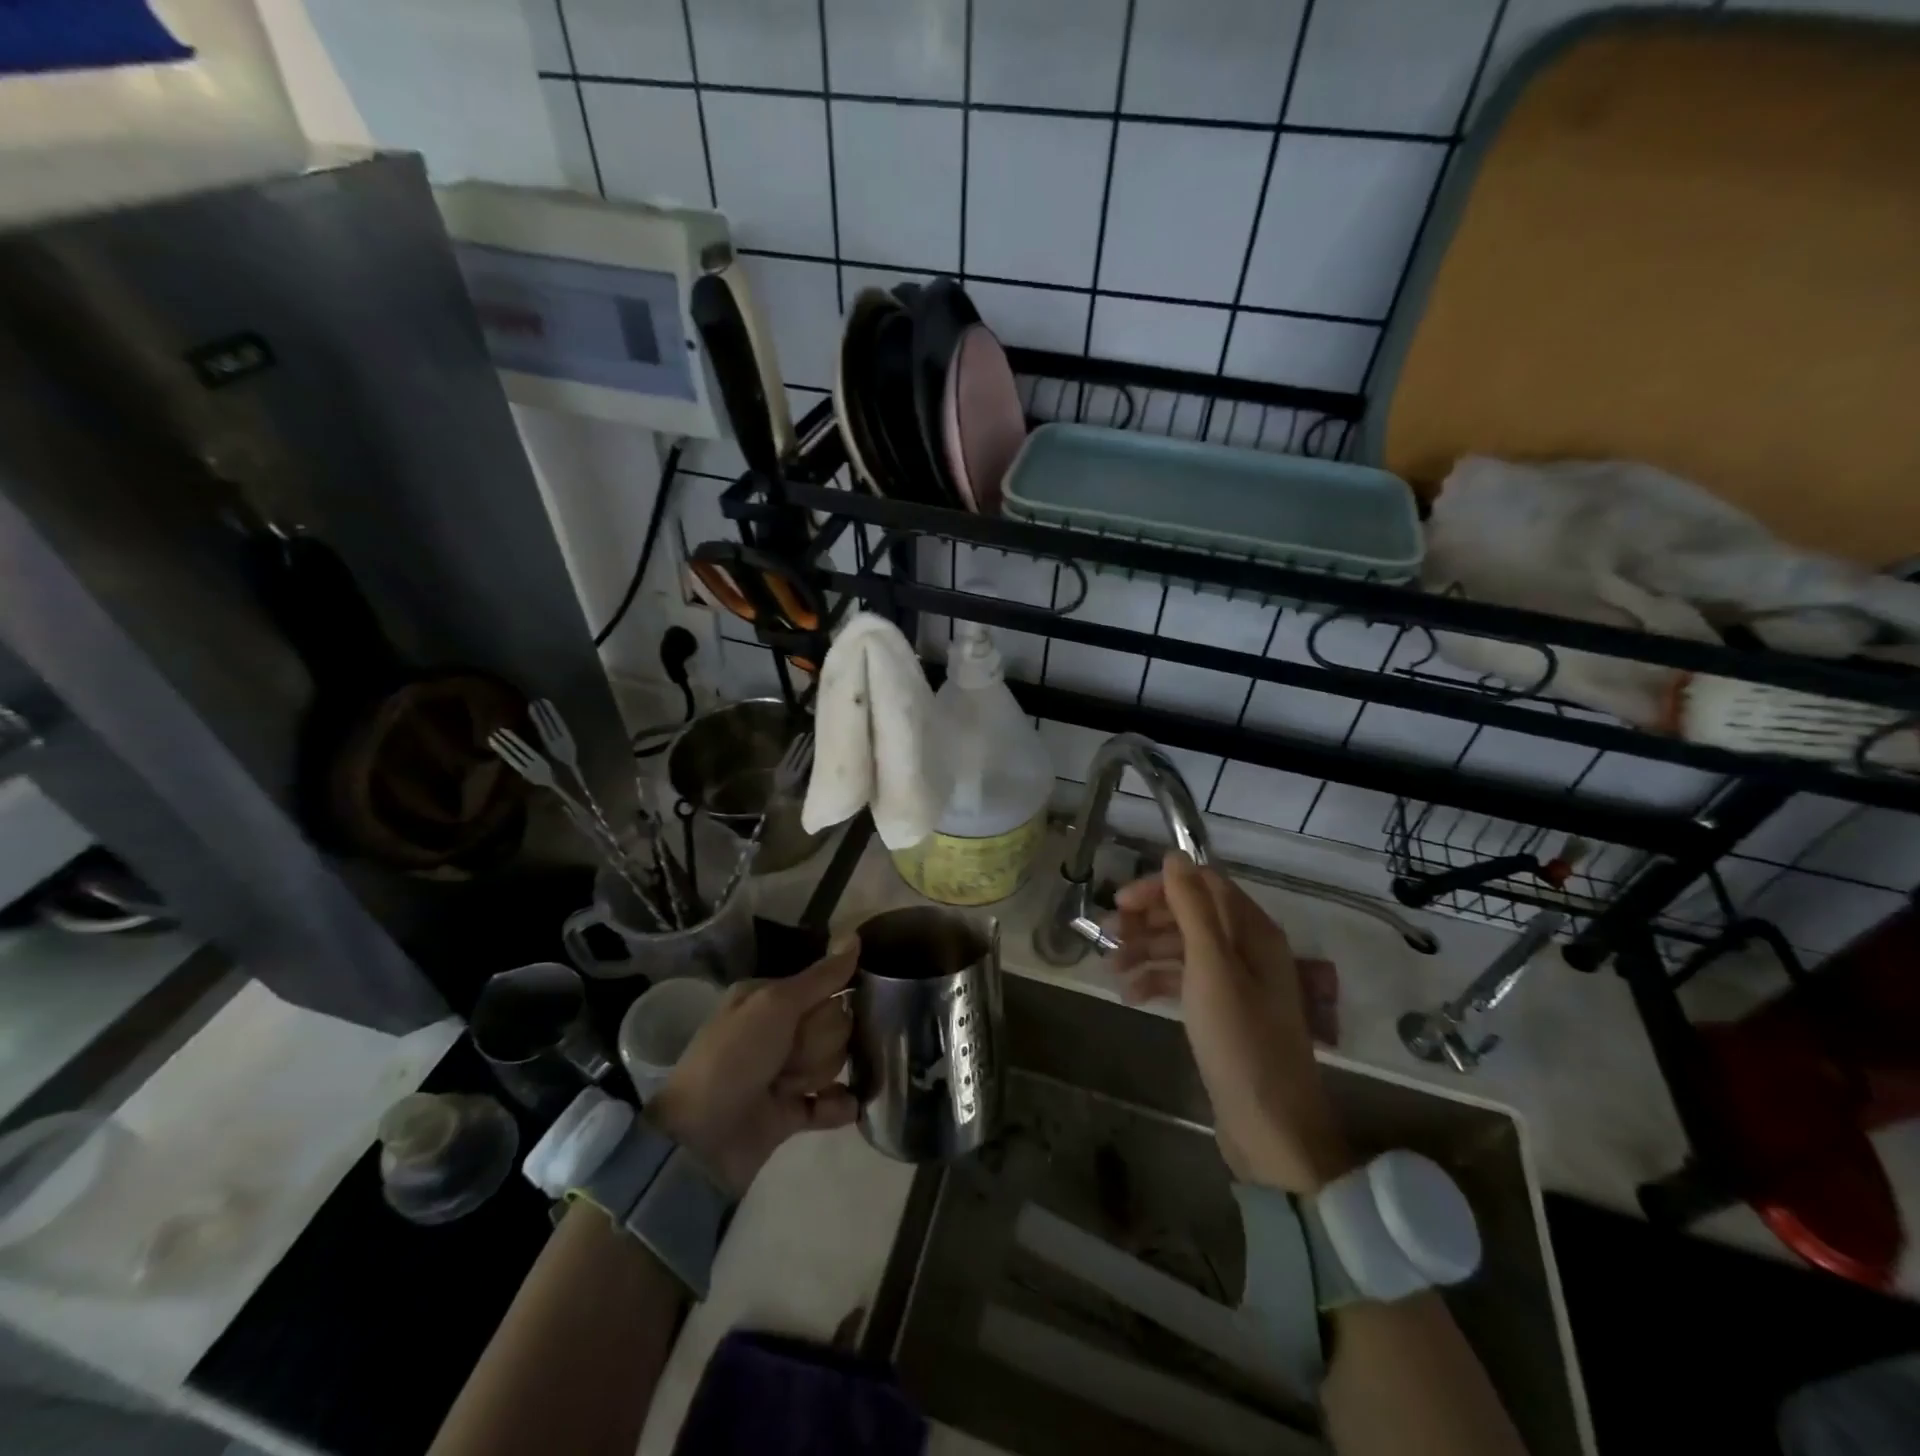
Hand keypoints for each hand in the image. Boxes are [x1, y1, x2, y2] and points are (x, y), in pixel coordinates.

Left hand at [646, 940, 858, 1195]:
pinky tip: (842, 1105)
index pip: (824, 988)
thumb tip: (856, 935)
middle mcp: (777, 1030)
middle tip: (787, 1060)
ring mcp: (784, 1072)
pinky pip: (832, 1102)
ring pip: (833, 1062)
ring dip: (816, 1076)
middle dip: (817, 1045)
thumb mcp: (775, 1005)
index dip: (826, 1006)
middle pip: (833, 1026)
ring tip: (787, 1090)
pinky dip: (837, 1105)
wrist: (702, 1139)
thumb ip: (821, 976)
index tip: (811, 1020)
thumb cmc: (734, 1058)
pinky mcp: (791, 1112)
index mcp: (768, 998)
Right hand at [1113, 853, 1349, 1193]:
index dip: (1160, 887)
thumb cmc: (1239, 1041)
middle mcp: (1248, 950)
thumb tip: (1175, 855)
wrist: (1271, 1129)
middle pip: (1191, 915)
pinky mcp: (1224, 1013)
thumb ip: (1193, 908)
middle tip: (1107, 935)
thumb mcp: (1211, 968)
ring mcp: (1237, 983)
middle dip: (1147, 920)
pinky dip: (1157, 981)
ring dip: (1146, 951)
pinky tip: (1130, 995)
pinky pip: (1185, 981)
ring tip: (1110, 968)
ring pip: (1184, 948)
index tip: (1119, 902)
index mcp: (1253, 932)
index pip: (1202, 885)